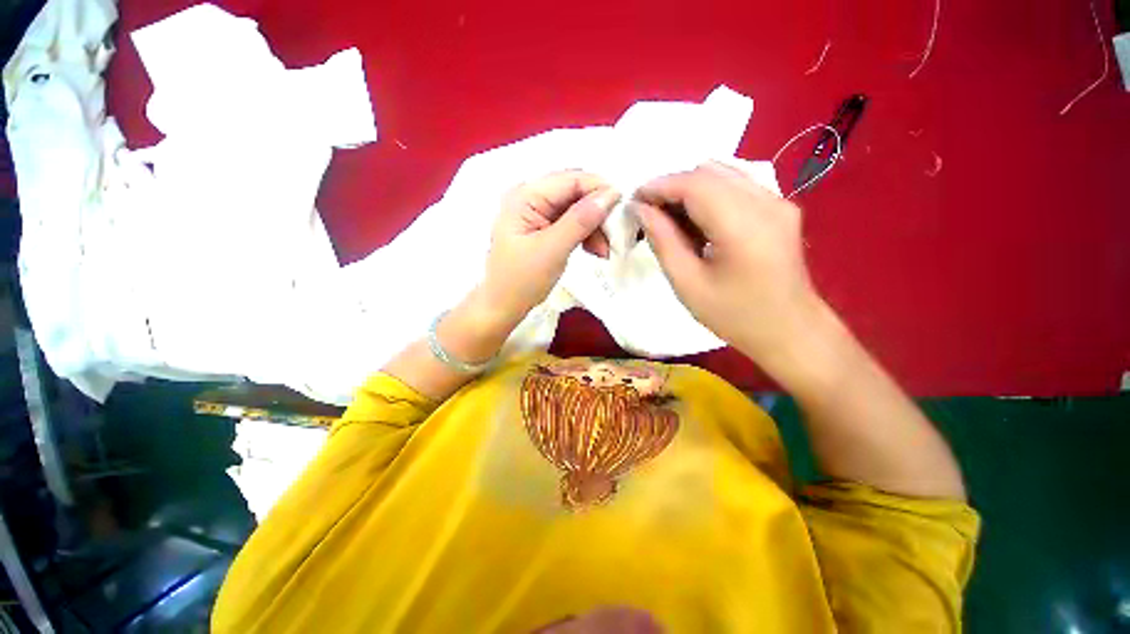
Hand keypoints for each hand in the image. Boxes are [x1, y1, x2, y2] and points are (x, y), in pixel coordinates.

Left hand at [482, 171, 620, 323]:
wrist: (503, 306)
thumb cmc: (521, 280)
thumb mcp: (552, 250)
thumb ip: (580, 220)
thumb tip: (611, 193)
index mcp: (525, 196)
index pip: (569, 180)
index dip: (598, 189)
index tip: (623, 208)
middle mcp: (530, 198)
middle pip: (574, 193)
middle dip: (597, 213)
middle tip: (613, 237)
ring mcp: (537, 214)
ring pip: (576, 209)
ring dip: (594, 227)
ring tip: (603, 252)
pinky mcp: (543, 229)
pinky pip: (571, 223)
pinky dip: (585, 235)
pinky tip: (594, 250)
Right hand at [633, 162, 825, 368]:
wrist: (791, 331)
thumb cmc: (734, 316)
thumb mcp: (688, 284)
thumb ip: (663, 241)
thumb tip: (641, 209)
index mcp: (743, 225)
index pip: (694, 183)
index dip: (659, 186)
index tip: (634, 201)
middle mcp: (766, 202)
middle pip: (709, 171)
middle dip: (672, 186)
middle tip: (649, 213)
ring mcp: (778, 201)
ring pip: (723, 173)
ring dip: (689, 189)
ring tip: (670, 218)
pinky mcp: (780, 207)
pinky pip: (737, 185)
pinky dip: (709, 195)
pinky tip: (697, 221)